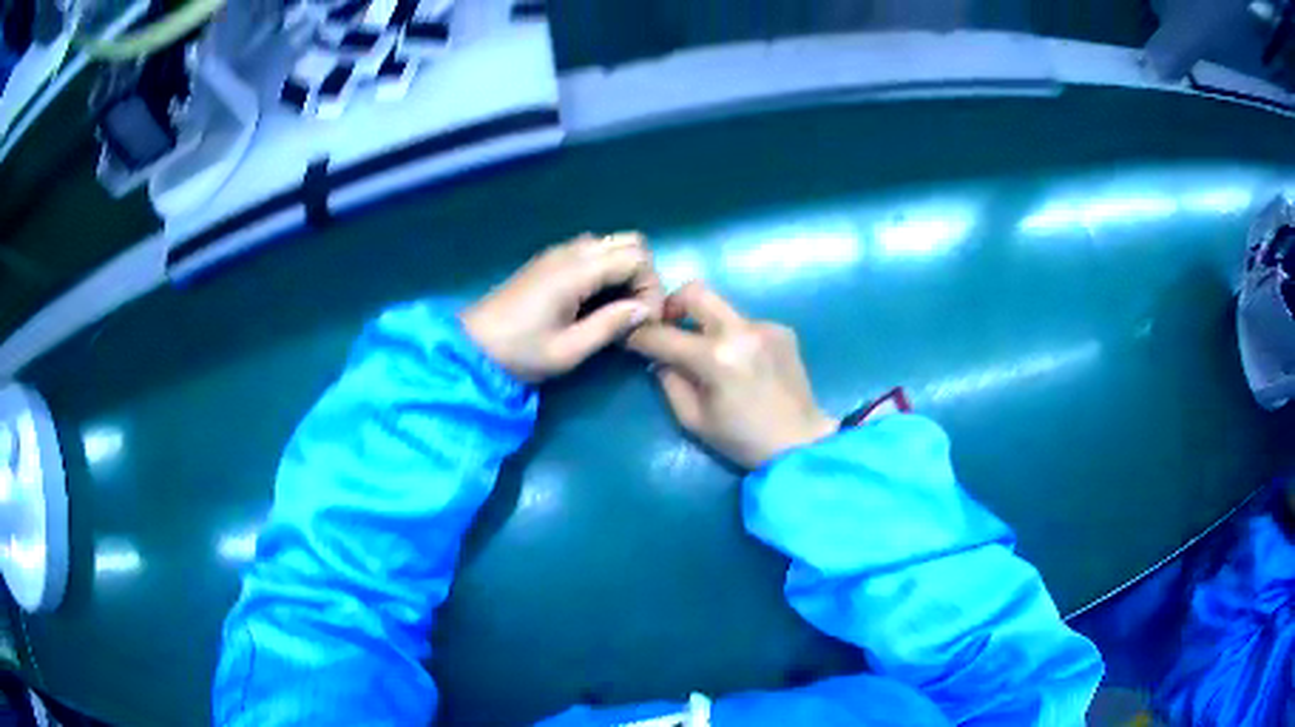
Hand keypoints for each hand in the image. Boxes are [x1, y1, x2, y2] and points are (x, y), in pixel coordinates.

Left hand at [461, 233, 663, 382]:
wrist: (472, 347)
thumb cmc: (519, 352)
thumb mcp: (568, 350)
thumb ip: (610, 326)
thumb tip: (645, 311)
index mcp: (575, 270)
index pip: (636, 257)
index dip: (651, 287)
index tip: (646, 320)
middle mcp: (570, 251)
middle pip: (629, 242)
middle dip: (643, 274)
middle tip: (637, 312)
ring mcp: (558, 253)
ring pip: (611, 244)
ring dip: (625, 271)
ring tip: (620, 310)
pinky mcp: (549, 261)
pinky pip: (592, 252)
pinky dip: (607, 270)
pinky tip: (598, 302)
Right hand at [626, 281, 836, 468]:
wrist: (799, 442)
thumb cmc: (742, 439)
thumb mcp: (693, 419)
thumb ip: (669, 382)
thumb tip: (659, 358)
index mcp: (716, 358)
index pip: (663, 335)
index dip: (640, 335)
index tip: (630, 338)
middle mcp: (741, 331)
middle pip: (695, 292)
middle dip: (672, 304)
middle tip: (668, 326)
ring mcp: (765, 326)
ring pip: (722, 309)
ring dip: (707, 326)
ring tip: (711, 356)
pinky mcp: (782, 329)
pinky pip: (745, 324)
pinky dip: (734, 338)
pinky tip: (743, 364)